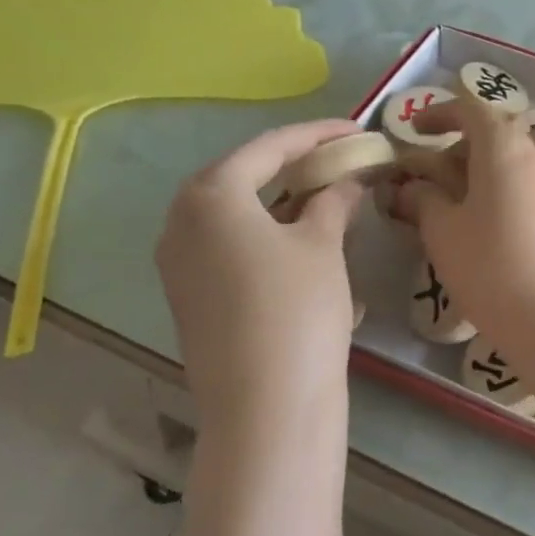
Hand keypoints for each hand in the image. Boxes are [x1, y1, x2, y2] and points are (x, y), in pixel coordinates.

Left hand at [156, 119, 363, 447]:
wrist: (265, 406)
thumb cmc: (297, 308)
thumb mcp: (323, 245)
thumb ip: (333, 201)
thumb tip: (346, 182)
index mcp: (210, 195)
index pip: (269, 147)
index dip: (317, 134)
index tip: (356, 129)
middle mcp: (180, 222)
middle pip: (243, 176)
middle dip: (293, 165)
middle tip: (338, 160)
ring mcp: (178, 263)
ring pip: (235, 214)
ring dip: (280, 201)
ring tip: (325, 197)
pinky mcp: (189, 296)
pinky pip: (228, 246)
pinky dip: (265, 234)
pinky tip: (302, 242)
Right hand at [404, 97, 534, 358]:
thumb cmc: (491, 269)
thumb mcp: (443, 232)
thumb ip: (423, 199)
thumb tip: (409, 187)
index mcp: (506, 148)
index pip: (472, 110)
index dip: (440, 114)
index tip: (416, 129)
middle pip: (504, 130)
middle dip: (470, 142)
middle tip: (444, 172)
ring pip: (531, 152)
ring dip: (502, 160)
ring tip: (478, 192)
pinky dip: (522, 182)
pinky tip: (506, 218)